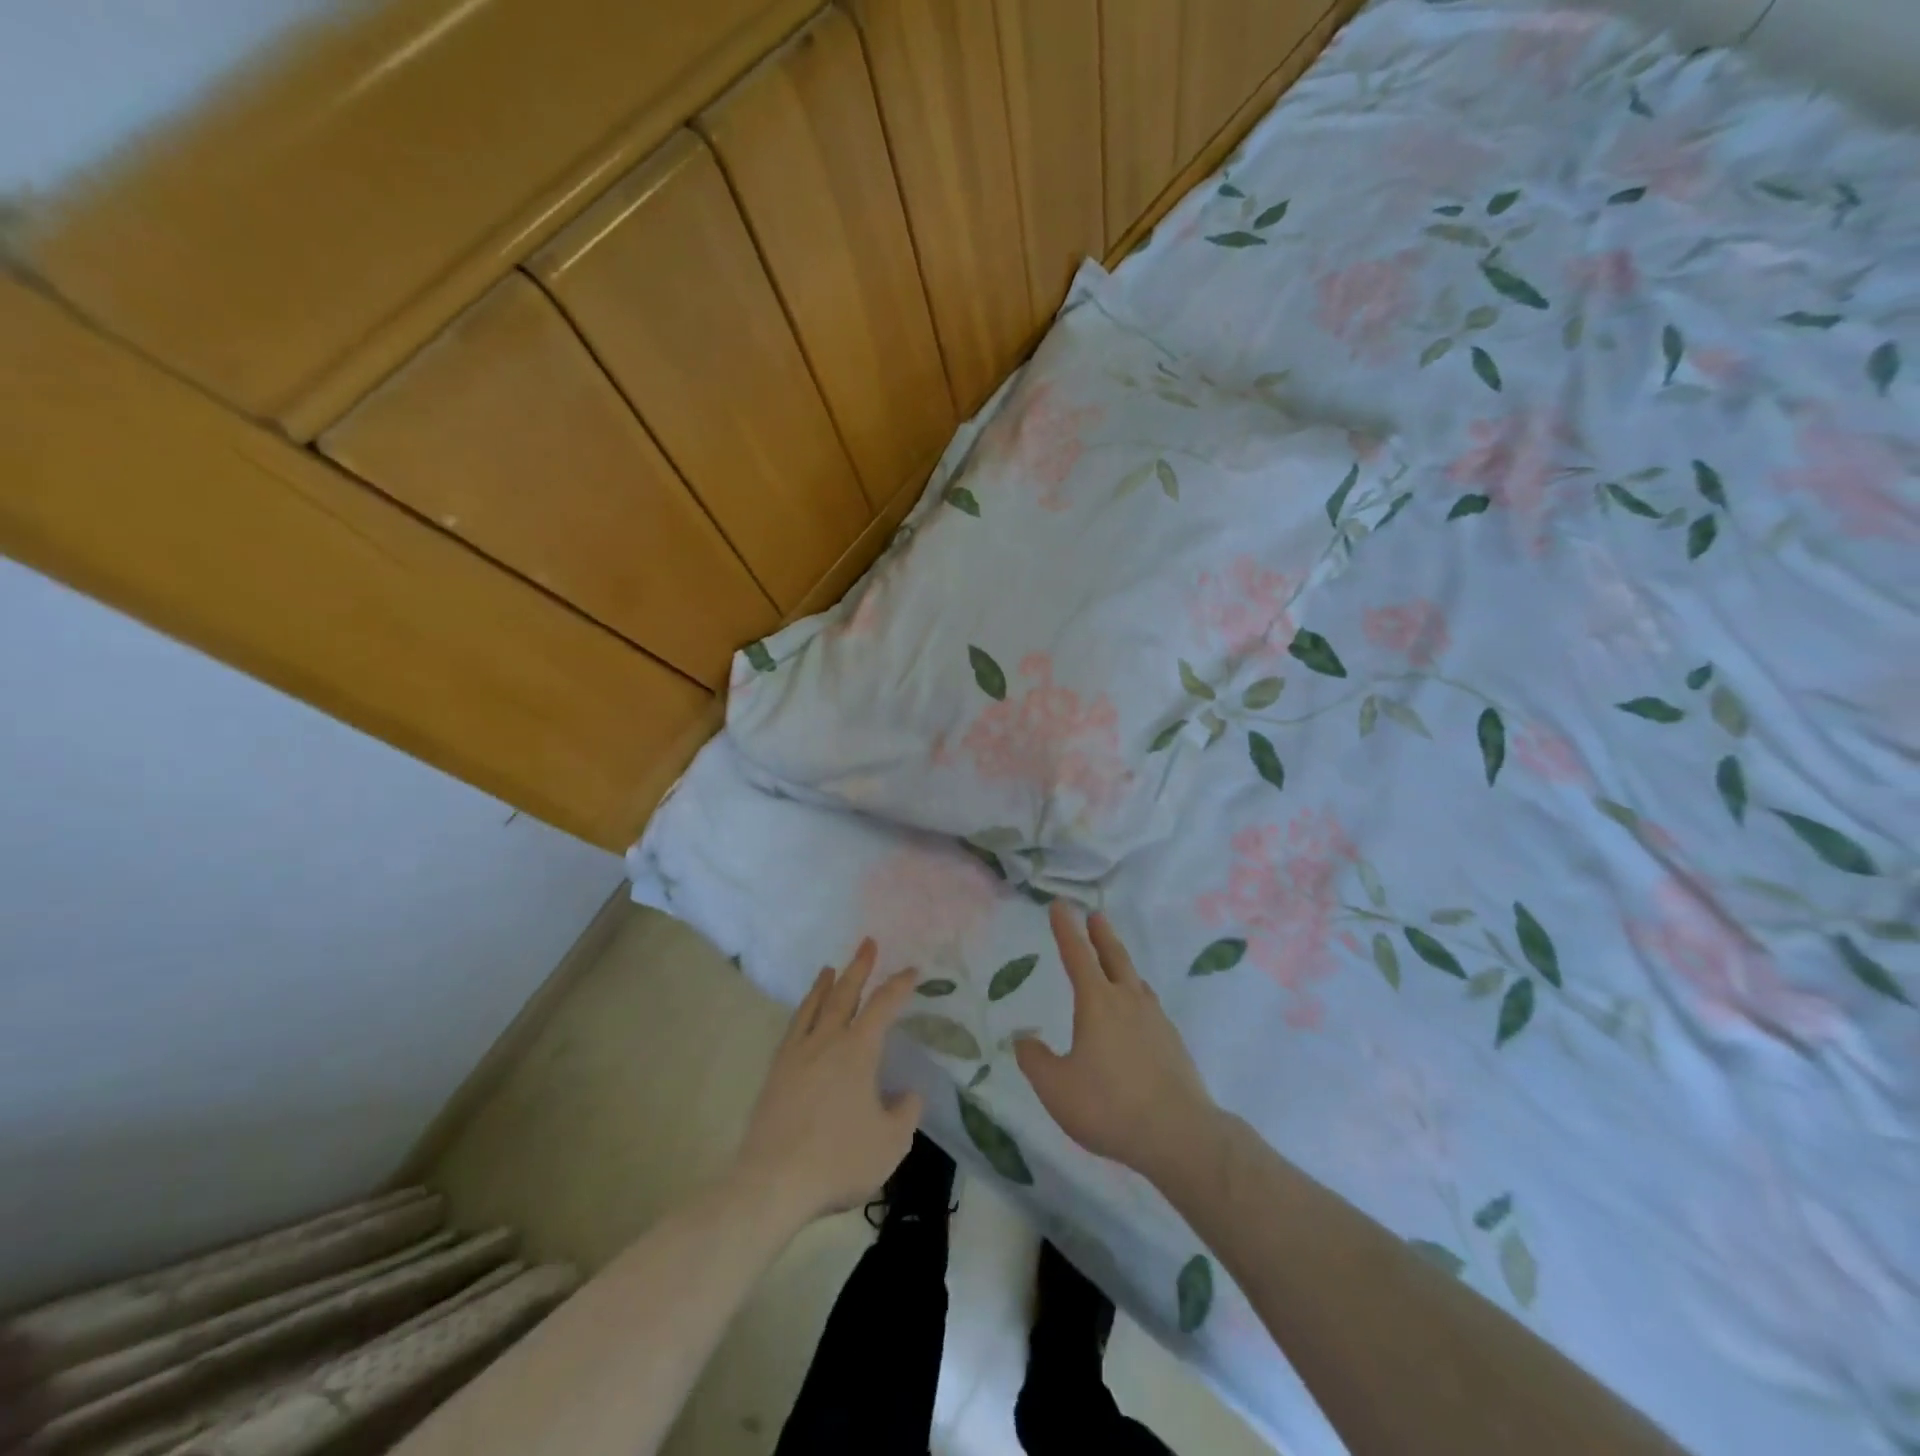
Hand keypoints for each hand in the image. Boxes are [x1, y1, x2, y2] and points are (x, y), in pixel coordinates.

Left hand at [734, 938, 923, 1226]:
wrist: (773, 1182)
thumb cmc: (838, 1159)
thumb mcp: (891, 1143)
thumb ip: (905, 1113)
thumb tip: (908, 1094)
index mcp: (858, 1051)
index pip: (883, 1006)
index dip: (899, 985)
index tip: (912, 971)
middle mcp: (827, 1041)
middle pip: (844, 994)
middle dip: (859, 967)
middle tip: (867, 943)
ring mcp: (797, 1054)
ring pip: (814, 1007)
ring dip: (825, 984)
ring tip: (830, 969)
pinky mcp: (776, 1072)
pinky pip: (793, 1028)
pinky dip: (803, 1011)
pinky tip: (804, 1015)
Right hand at [1016, 903, 1218, 1184]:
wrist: (1178, 1134)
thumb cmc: (1109, 1106)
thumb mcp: (1057, 1088)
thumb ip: (1035, 1060)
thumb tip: (1024, 1039)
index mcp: (1097, 1003)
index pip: (1077, 955)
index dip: (1066, 929)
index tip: (1060, 905)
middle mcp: (1128, 1001)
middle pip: (1114, 958)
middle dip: (1102, 935)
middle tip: (1096, 916)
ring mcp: (1156, 1021)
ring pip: (1136, 982)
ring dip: (1123, 965)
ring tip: (1117, 964)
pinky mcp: (1173, 1043)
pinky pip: (1150, 1008)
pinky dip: (1138, 999)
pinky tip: (1138, 1016)